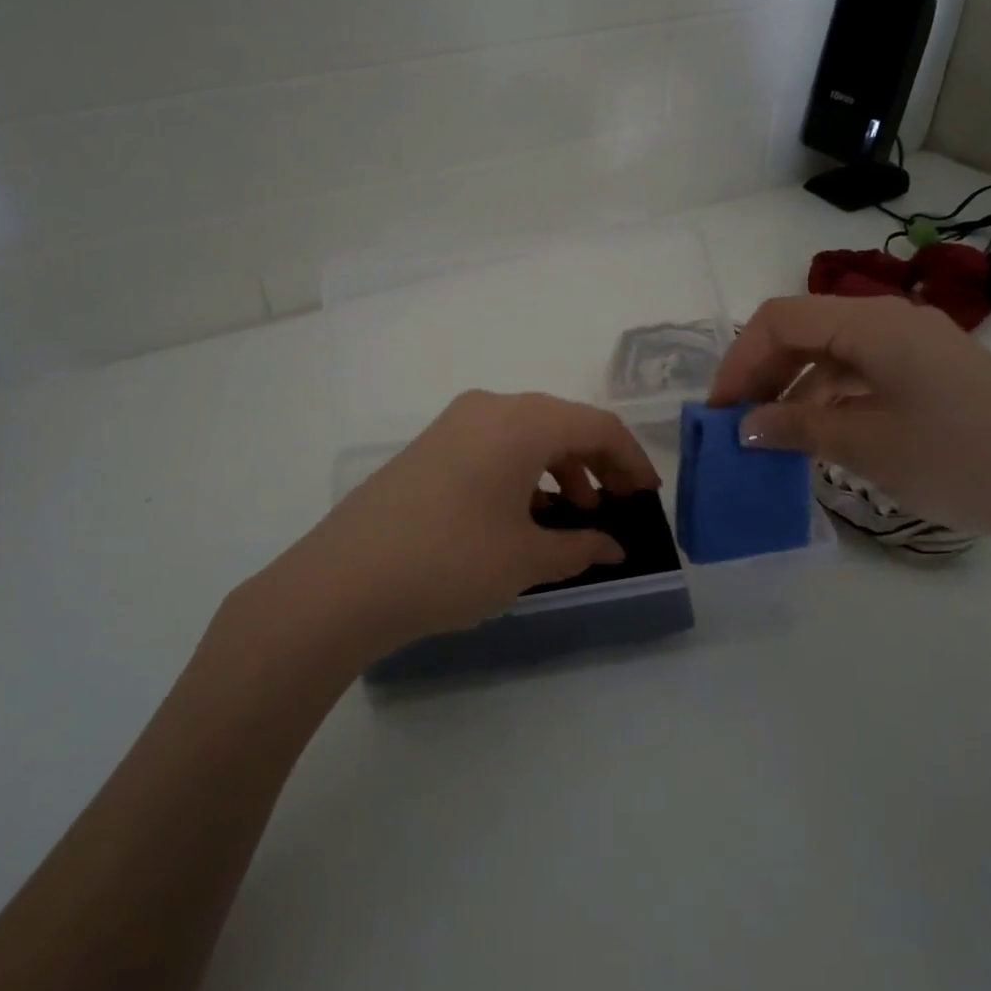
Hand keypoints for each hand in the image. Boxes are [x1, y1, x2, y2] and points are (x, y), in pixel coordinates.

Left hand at [285, 391, 660, 649]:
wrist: (343, 582)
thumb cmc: (450, 562)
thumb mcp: (525, 559)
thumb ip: (579, 547)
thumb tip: (613, 547)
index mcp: (521, 422)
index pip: (596, 426)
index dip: (631, 459)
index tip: (647, 496)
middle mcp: (489, 408)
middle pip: (562, 424)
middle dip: (597, 463)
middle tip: (616, 506)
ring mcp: (453, 424)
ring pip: (526, 434)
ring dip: (559, 469)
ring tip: (572, 515)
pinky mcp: (429, 447)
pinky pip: (493, 446)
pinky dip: (522, 472)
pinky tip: (523, 514)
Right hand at [710, 295, 990, 562]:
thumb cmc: (962, 461)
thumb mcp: (867, 446)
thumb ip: (797, 427)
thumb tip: (745, 427)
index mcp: (873, 323)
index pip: (781, 320)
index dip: (740, 361)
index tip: (720, 411)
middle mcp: (892, 320)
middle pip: (805, 329)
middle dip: (763, 372)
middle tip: (739, 423)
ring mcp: (917, 345)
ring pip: (832, 351)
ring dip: (794, 386)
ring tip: (771, 434)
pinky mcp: (934, 372)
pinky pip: (863, 371)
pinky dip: (831, 396)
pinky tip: (819, 433)